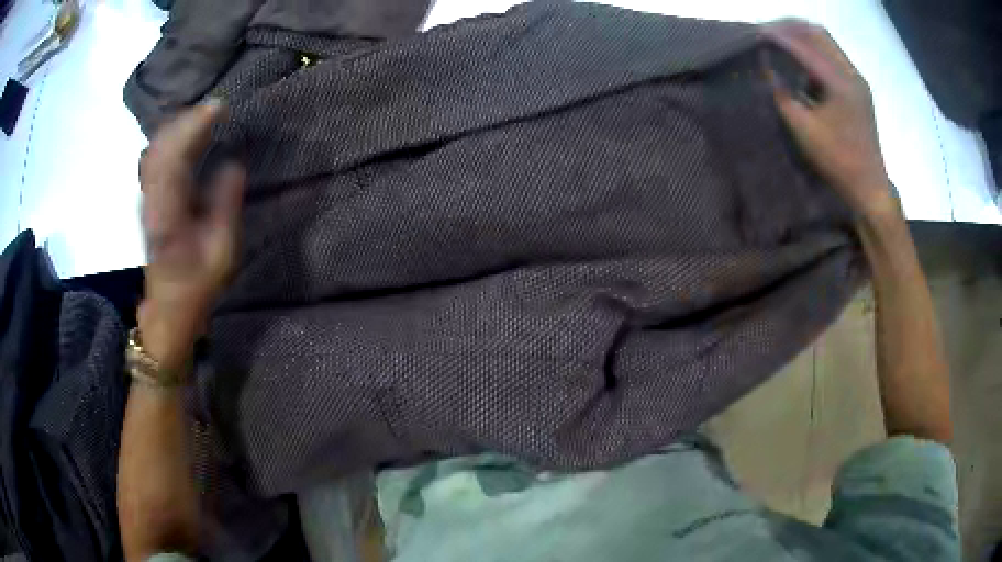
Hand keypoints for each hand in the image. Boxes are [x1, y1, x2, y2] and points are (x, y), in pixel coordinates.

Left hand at [138, 102, 244, 366]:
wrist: (168, 306)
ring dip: (177, 127)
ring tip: (202, 116)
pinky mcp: (149, 200)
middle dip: (186, 119)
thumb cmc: (197, 283)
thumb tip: (233, 164)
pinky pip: (154, 158)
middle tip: (214, 108)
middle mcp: (152, 199)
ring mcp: (147, 198)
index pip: (176, 155)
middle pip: (161, 145)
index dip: (195, 126)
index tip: (219, 107)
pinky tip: (184, 136)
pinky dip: (169, 140)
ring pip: (155, 149)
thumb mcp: (221, 251)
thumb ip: (225, 204)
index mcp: (169, 211)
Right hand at [763, 20, 898, 219]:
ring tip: (782, 42)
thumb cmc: (838, 161)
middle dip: (792, 28)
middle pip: (819, 33)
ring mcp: (857, 80)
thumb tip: (768, 69)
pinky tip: (802, 65)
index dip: (779, 36)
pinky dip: (815, 53)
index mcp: (841, 83)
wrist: (869, 186)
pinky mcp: (858, 89)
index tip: (756, 32)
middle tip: (769, 32)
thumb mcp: (804, 130)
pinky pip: (834, 58)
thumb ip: (783, 95)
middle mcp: (852, 74)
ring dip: (803, 38)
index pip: (805, 46)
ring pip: (827, 43)